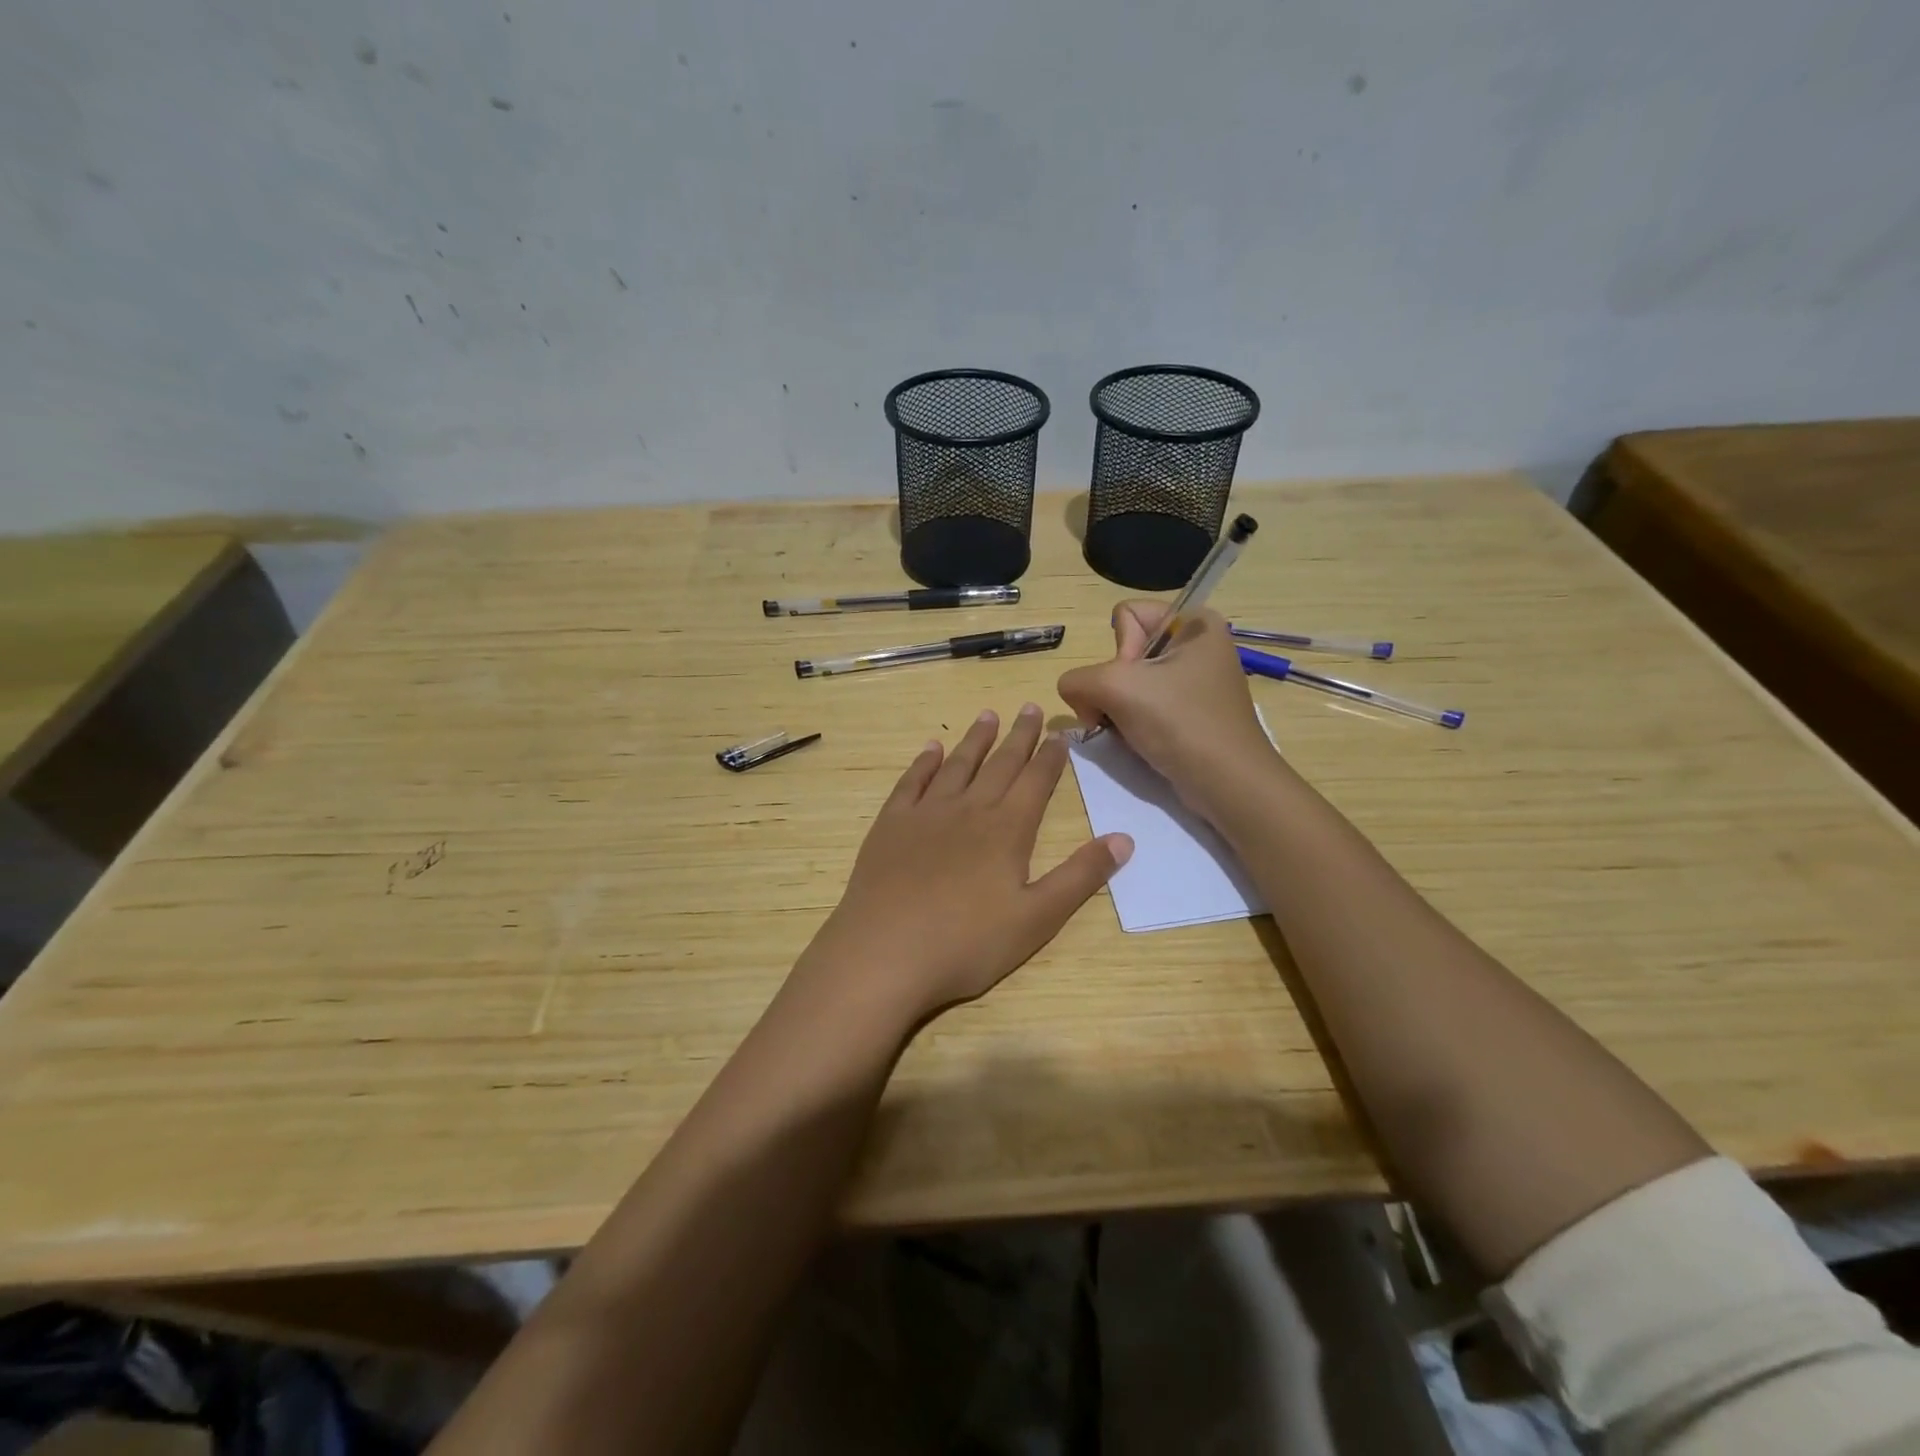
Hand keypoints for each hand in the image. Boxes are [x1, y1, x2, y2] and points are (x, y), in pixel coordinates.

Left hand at [791, 704, 1133, 1029]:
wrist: (885, 952)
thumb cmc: (967, 943)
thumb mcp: (1037, 918)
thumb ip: (1080, 877)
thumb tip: (1125, 838)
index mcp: (1007, 830)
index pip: (1036, 782)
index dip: (1050, 757)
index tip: (1060, 733)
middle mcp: (969, 809)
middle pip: (1000, 764)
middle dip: (1018, 736)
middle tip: (1029, 708)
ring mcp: (926, 813)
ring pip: (957, 765)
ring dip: (975, 739)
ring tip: (988, 716)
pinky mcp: (891, 824)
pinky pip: (912, 782)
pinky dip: (925, 762)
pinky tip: (931, 748)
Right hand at [1056, 601, 1279, 805]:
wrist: (1227, 783)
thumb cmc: (1180, 723)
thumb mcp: (1115, 688)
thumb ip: (1077, 679)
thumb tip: (1076, 696)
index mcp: (1194, 622)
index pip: (1125, 616)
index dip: (1118, 652)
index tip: (1133, 684)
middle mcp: (1197, 645)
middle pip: (1124, 652)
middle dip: (1113, 687)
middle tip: (1125, 714)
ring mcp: (1195, 681)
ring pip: (1130, 683)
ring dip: (1118, 709)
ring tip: (1130, 732)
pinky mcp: (1191, 713)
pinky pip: (1145, 706)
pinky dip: (1133, 724)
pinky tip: (1140, 742)